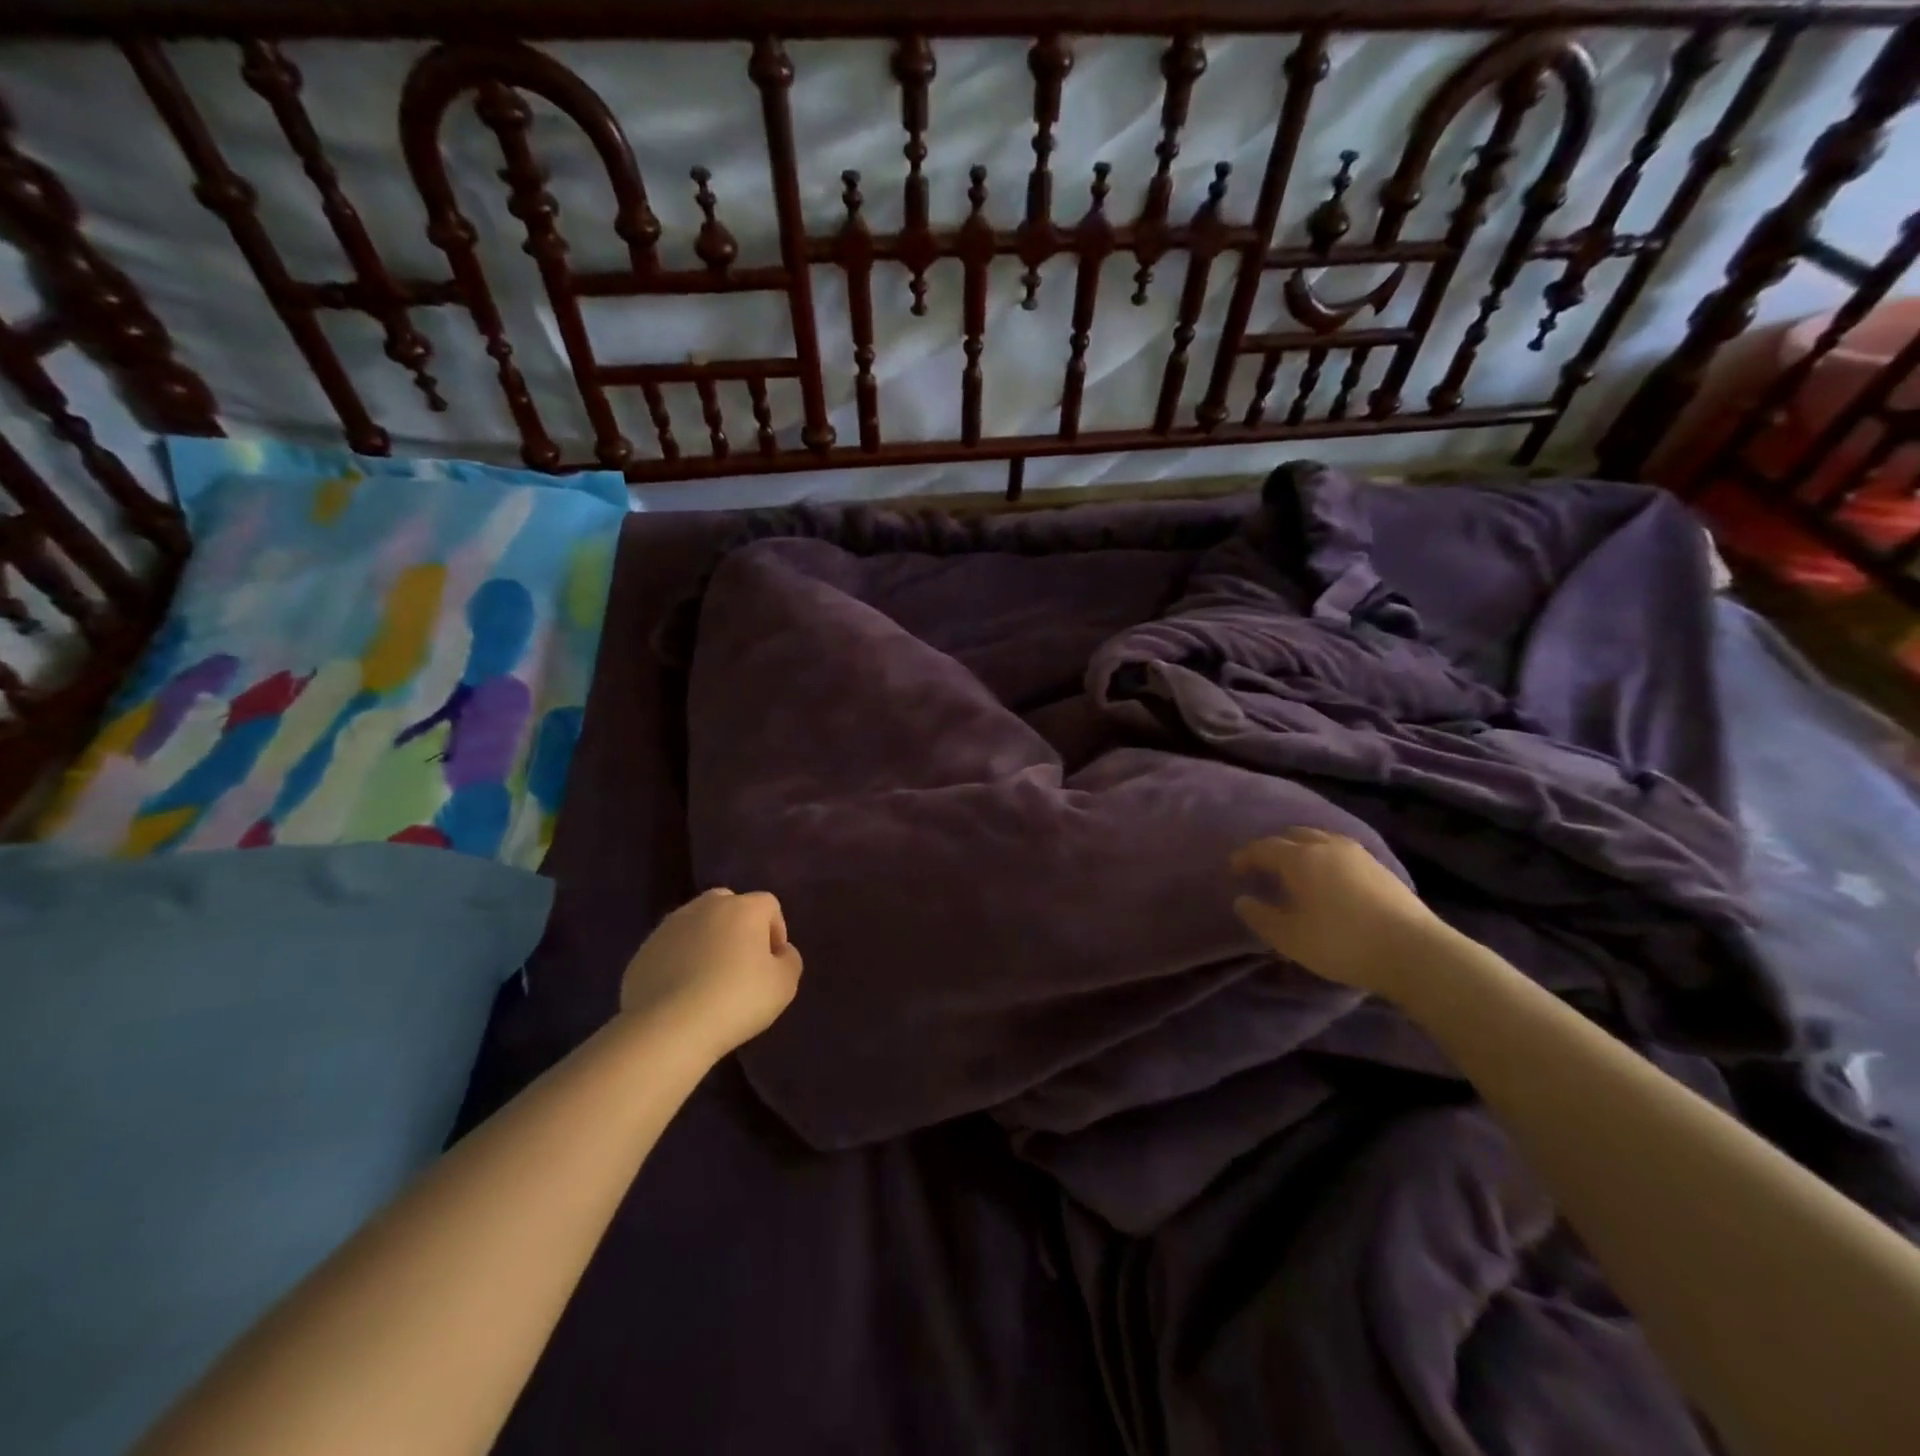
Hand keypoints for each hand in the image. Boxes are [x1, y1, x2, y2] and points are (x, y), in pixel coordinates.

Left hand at [620, 889, 803, 1058]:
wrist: (669, 1027)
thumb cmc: (737, 1000)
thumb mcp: (784, 985)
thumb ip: (789, 960)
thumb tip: (780, 952)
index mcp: (743, 908)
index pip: (769, 905)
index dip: (776, 930)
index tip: (773, 962)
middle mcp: (706, 906)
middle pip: (729, 905)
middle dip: (738, 928)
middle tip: (741, 964)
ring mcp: (669, 926)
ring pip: (696, 924)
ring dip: (706, 942)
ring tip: (708, 980)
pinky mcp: (643, 951)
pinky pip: (671, 949)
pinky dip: (679, 961)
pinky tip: (682, 993)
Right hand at [1231, 829, 1447, 997]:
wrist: (1414, 951)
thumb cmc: (1341, 942)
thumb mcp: (1290, 937)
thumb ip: (1260, 916)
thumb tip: (1242, 900)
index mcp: (1300, 858)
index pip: (1264, 847)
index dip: (1245, 856)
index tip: (1234, 869)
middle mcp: (1327, 846)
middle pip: (1294, 835)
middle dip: (1275, 847)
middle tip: (1264, 867)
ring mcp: (1358, 854)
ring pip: (1321, 839)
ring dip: (1303, 849)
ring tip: (1296, 870)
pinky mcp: (1381, 868)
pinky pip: (1341, 851)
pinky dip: (1325, 857)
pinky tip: (1329, 879)